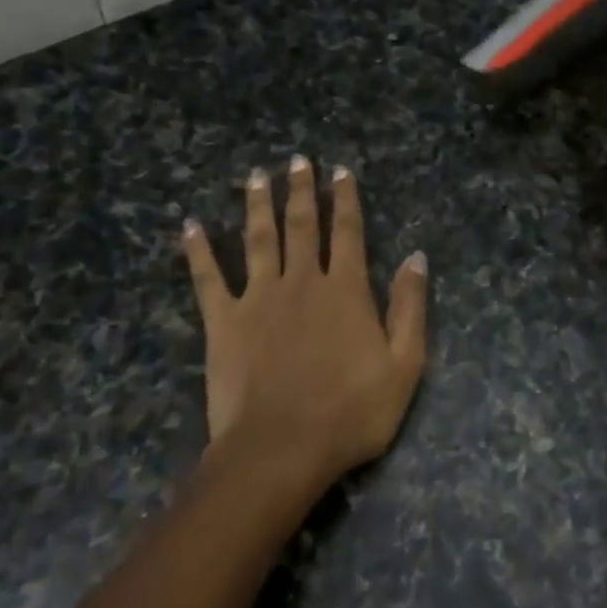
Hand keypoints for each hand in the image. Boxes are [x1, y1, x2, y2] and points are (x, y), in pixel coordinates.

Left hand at [183, 157, 427, 491]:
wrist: (283, 448)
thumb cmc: (351, 412)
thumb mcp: (404, 364)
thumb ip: (410, 307)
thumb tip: (416, 257)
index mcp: (345, 290)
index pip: (347, 233)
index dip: (345, 200)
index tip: (340, 171)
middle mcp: (301, 282)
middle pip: (301, 226)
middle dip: (301, 191)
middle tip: (297, 160)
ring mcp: (258, 298)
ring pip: (258, 240)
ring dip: (257, 205)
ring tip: (256, 176)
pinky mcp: (223, 322)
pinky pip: (208, 278)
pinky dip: (198, 251)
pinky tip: (190, 226)